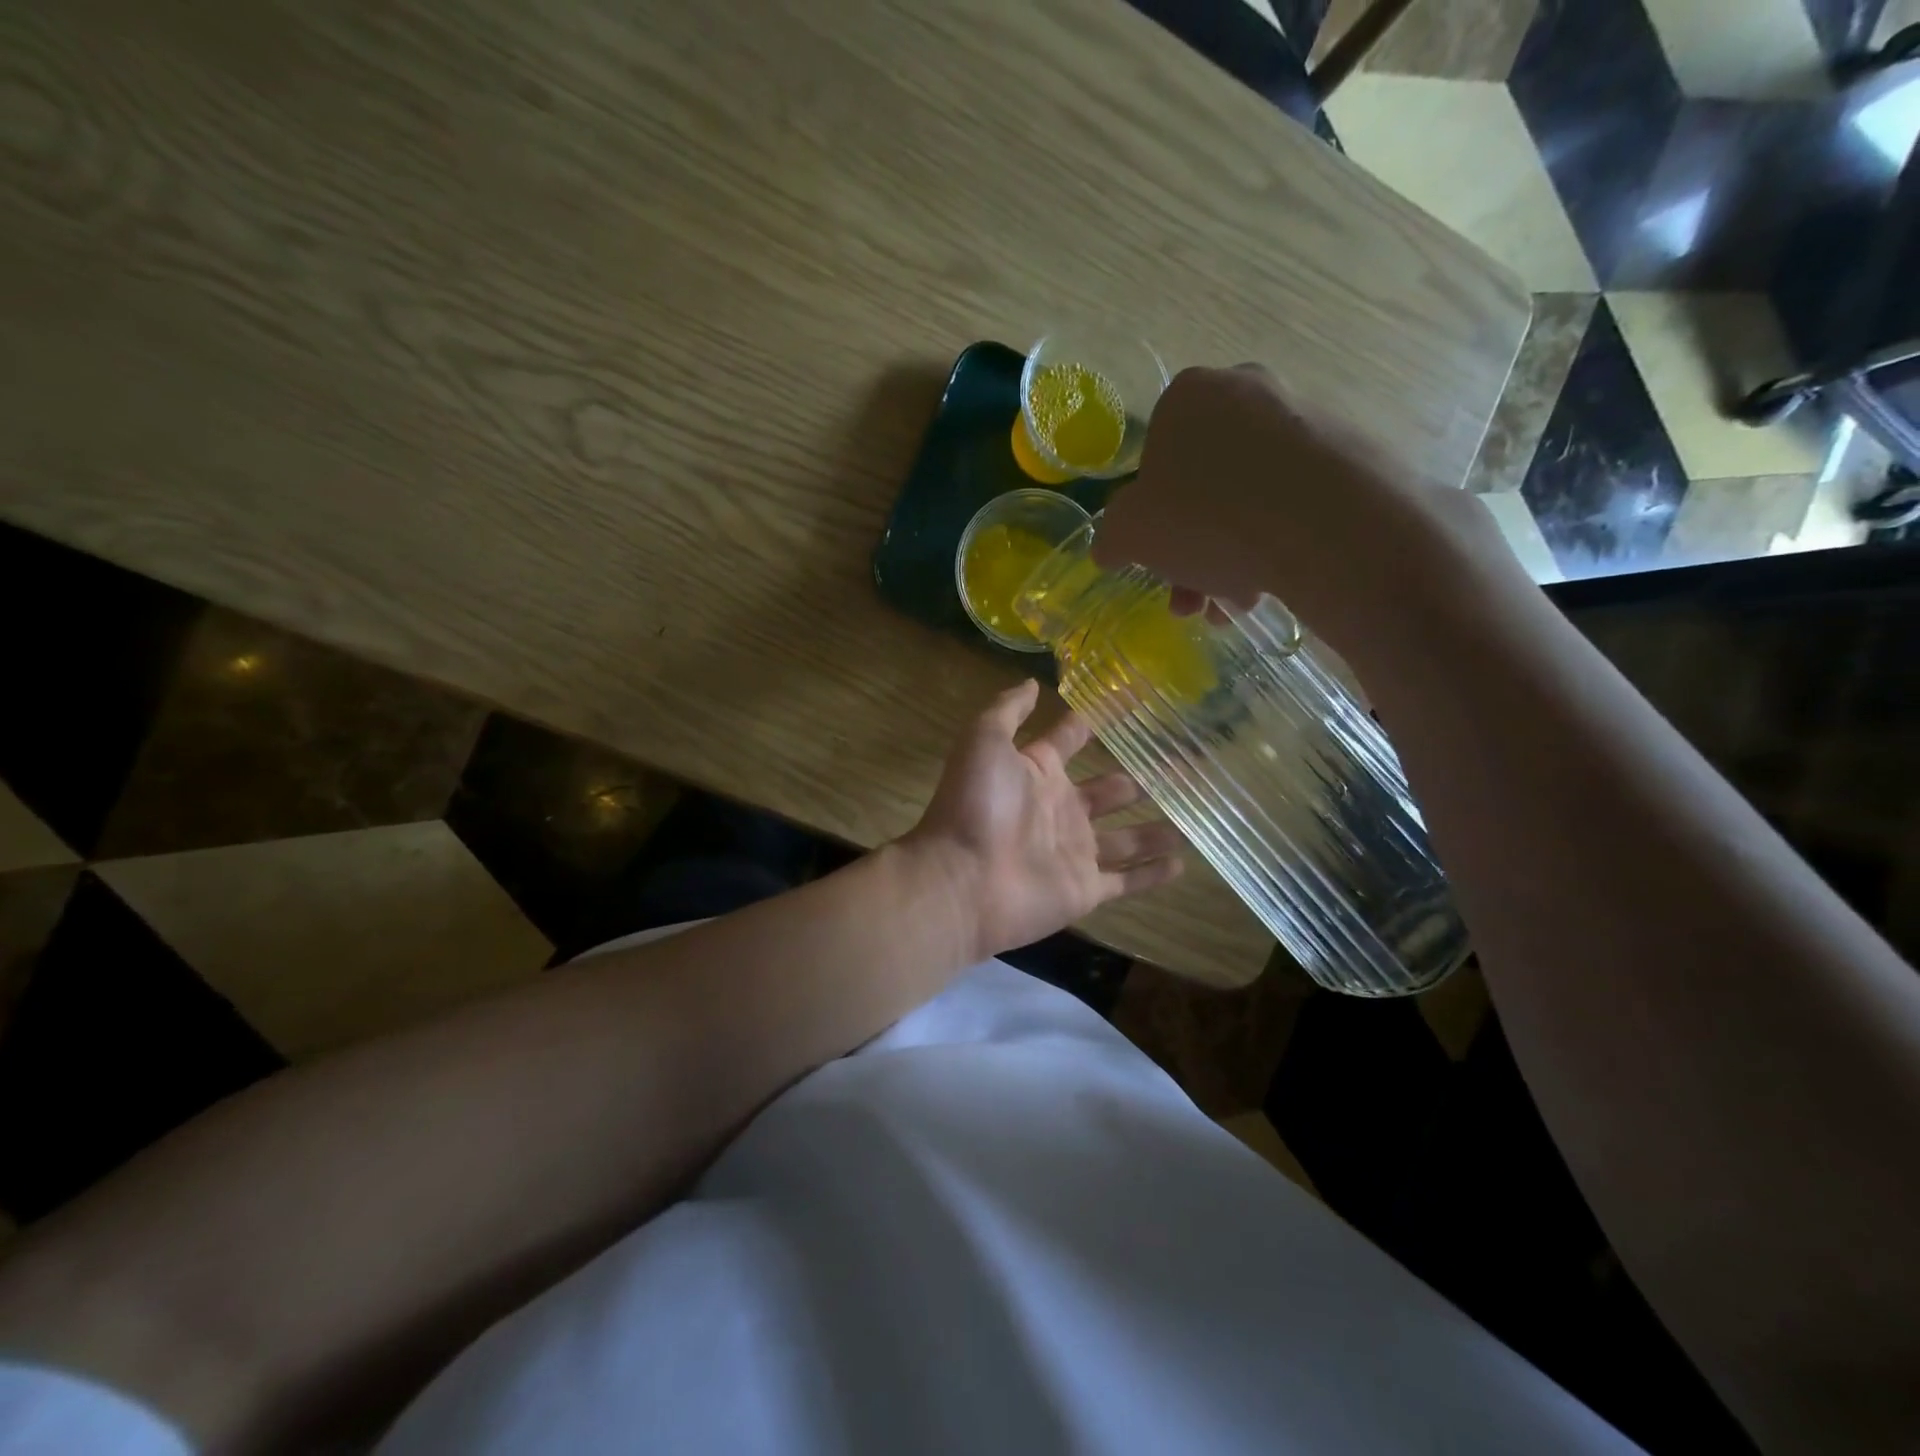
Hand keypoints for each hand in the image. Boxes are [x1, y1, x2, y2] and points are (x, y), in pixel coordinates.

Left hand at [903, 681, 1183, 960]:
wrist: (962, 880)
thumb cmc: (975, 804)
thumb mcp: (984, 740)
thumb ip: (1008, 710)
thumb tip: (1033, 683)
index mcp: (1039, 772)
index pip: (1074, 739)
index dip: (1100, 720)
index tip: (1139, 702)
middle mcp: (1061, 809)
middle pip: (1111, 790)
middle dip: (1142, 779)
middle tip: (1185, 764)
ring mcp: (1075, 851)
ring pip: (1126, 837)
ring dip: (1156, 828)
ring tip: (1194, 813)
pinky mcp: (1085, 890)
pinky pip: (1127, 880)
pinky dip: (1153, 873)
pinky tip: (1183, 863)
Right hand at [1093, 364, 1516, 657]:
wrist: (1322, 525)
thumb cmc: (1204, 517)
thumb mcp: (1130, 535)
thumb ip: (1112, 537)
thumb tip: (1111, 547)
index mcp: (1189, 397)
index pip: (1155, 457)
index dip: (1151, 516)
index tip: (1158, 556)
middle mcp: (1247, 392)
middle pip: (1204, 486)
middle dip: (1193, 550)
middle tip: (1193, 598)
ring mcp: (1304, 419)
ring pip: (1248, 500)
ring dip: (1230, 558)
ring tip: (1234, 605)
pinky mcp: (1349, 452)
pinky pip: (1293, 503)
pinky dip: (1275, 543)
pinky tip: (1270, 586)